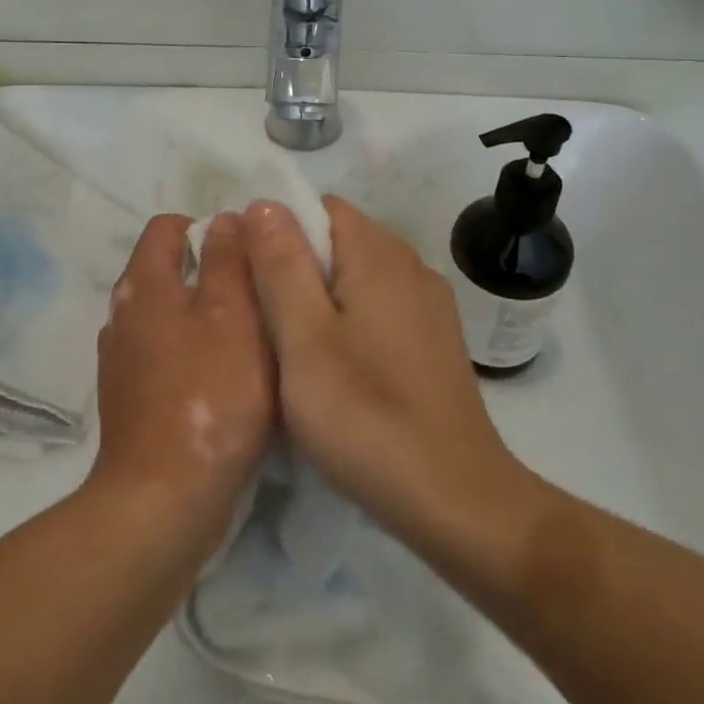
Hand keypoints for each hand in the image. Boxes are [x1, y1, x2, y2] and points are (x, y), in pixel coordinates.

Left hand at [88, 213, 276, 554]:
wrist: (163, 499)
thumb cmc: (209, 395)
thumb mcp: (233, 315)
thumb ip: (228, 260)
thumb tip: (225, 218)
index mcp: (143, 284)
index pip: (167, 227)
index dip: (208, 229)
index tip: (247, 255)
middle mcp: (123, 314)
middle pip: (168, 272)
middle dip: (213, 276)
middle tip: (260, 298)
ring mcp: (122, 359)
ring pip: (170, 317)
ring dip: (206, 319)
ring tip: (250, 341)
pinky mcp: (130, 399)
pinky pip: (166, 357)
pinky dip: (193, 357)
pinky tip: (225, 383)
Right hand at [242, 196, 524, 550]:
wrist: (455, 499)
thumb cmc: (366, 414)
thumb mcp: (304, 337)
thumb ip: (282, 264)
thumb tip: (264, 203)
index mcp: (379, 254)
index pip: (320, 207)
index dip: (277, 229)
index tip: (249, 274)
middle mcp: (410, 267)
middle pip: (339, 241)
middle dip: (294, 266)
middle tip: (260, 317)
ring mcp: (428, 306)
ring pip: (357, 278)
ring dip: (319, 298)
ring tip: (289, 345)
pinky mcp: (435, 343)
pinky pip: (379, 309)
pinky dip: (349, 322)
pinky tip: (334, 368)